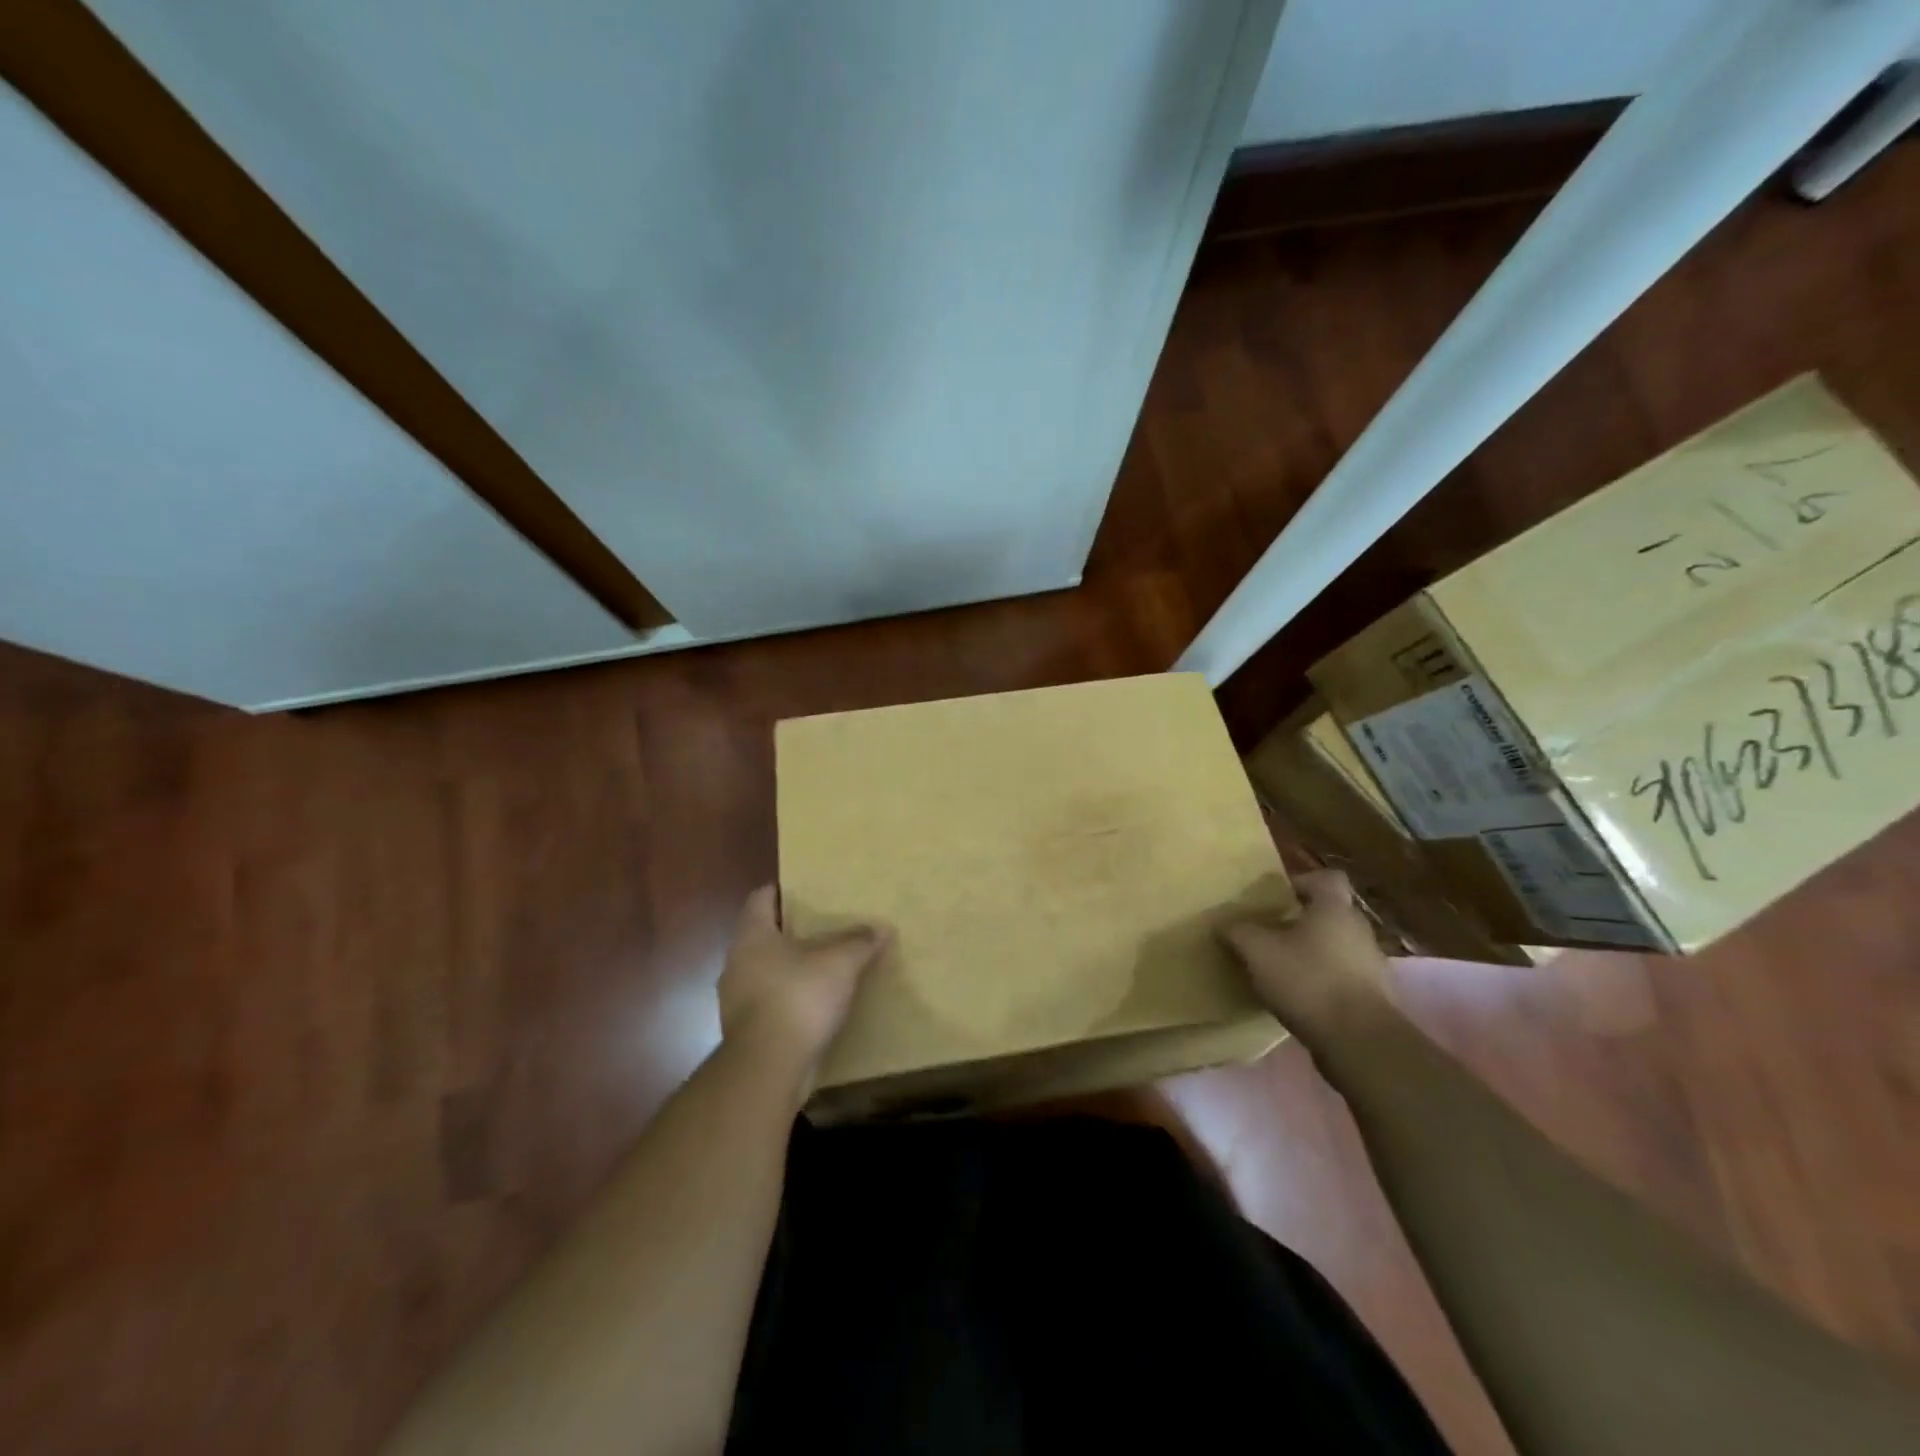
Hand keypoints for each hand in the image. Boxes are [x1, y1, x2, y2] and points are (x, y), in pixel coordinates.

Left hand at [717, 886, 888, 1080]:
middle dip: (791, 932)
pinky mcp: (745, 1032)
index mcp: (752, 936)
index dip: (781, 891)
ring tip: (823, 968)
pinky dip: (789, 1000)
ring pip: (765, 972)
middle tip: (823, 928)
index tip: (806, 891)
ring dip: (790, 969)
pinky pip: (769, 1004)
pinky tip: (815, 1006)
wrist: (767, 1068)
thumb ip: (860, 942)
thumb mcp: (840, 963)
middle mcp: (737, 962)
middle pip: (763, 936)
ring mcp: (737, 1000)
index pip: (760, 898)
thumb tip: (881, 929)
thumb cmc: (798, 998)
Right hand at [1221, 869, 1391, 1051]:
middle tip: (1266, 935)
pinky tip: (1297, 999)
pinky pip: (1341, 979)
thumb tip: (1223, 924)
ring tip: (1278, 970)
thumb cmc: (1309, 980)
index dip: (1301, 882)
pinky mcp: (1374, 999)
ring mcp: (1371, 966)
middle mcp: (1359, 930)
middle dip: (1298, 923)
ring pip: (1334, 948)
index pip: (1326, 878)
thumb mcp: (1258, 951)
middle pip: (1328, 915)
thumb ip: (1238, 932)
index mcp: (1334, 909)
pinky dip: (1321, 984)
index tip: (1276, 899)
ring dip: (1310, 955)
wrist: (1360, 1043)